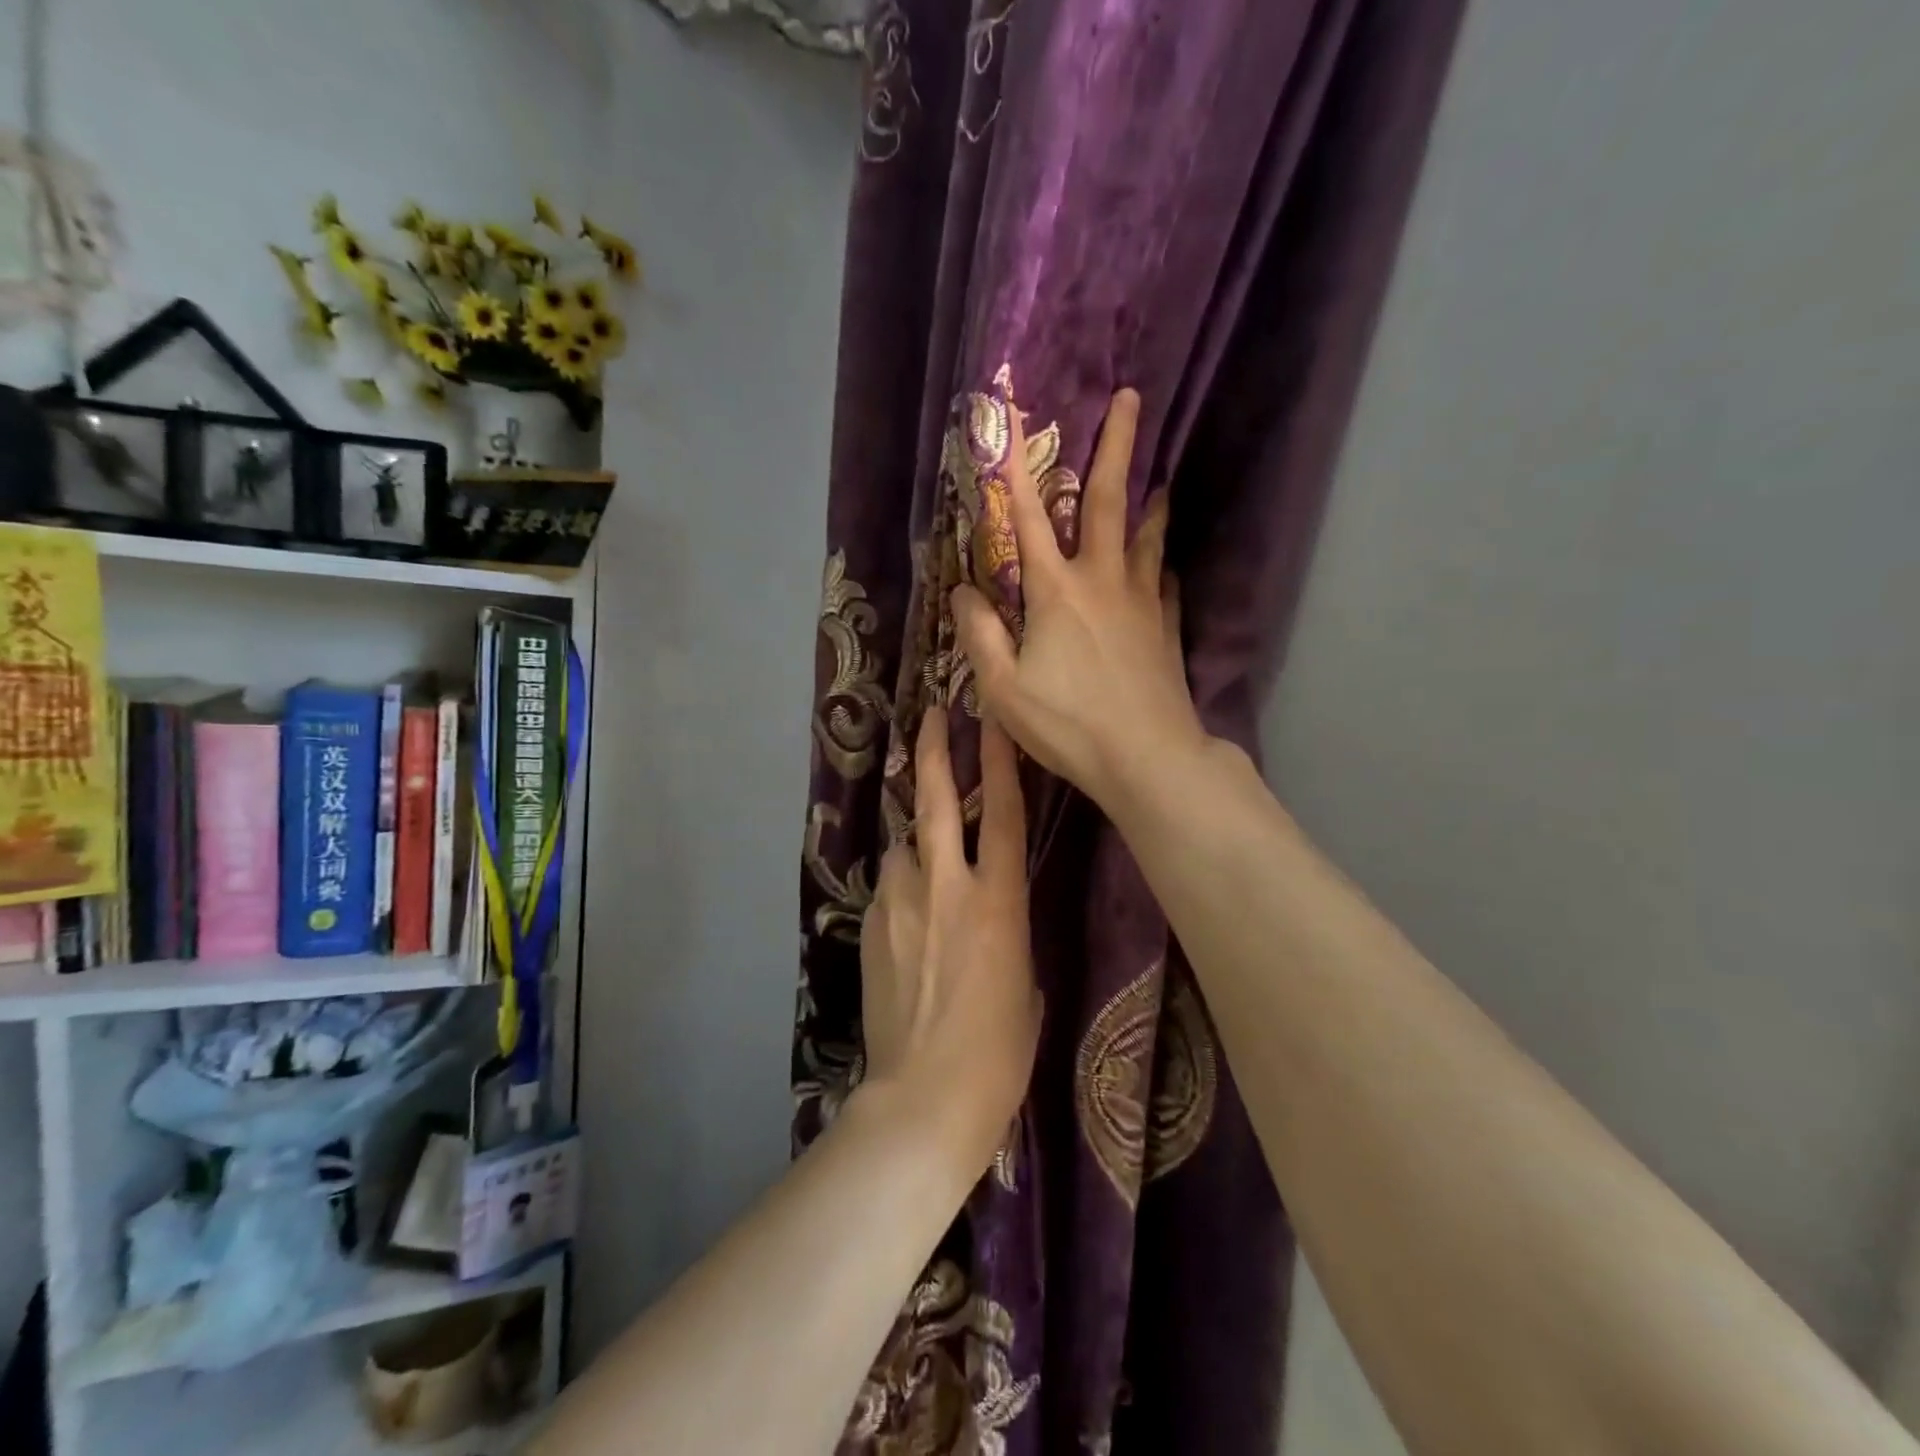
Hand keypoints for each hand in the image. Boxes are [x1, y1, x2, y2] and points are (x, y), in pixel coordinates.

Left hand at [858, 707, 1040, 1170]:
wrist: (925, 1096)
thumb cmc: (1000, 1050)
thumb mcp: (1025, 981)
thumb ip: (1008, 930)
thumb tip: (992, 914)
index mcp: (999, 902)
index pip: (1001, 814)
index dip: (999, 761)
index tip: (992, 718)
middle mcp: (946, 888)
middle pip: (935, 803)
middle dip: (935, 752)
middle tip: (933, 715)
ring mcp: (900, 904)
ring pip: (903, 847)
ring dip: (915, 843)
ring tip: (924, 863)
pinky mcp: (870, 927)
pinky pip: (888, 888)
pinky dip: (900, 887)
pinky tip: (907, 918)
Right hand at [953, 388, 1209, 812]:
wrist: (1147, 758)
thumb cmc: (1069, 725)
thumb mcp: (1004, 689)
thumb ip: (980, 636)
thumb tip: (962, 592)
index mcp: (1056, 592)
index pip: (1029, 519)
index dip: (1014, 470)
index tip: (1010, 422)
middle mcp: (1103, 582)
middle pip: (1111, 502)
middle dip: (1117, 446)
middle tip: (1131, 398)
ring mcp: (1142, 603)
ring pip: (1148, 537)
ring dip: (1151, 502)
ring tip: (1160, 480)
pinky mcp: (1167, 629)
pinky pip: (1165, 584)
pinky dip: (1162, 566)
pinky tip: (1164, 566)